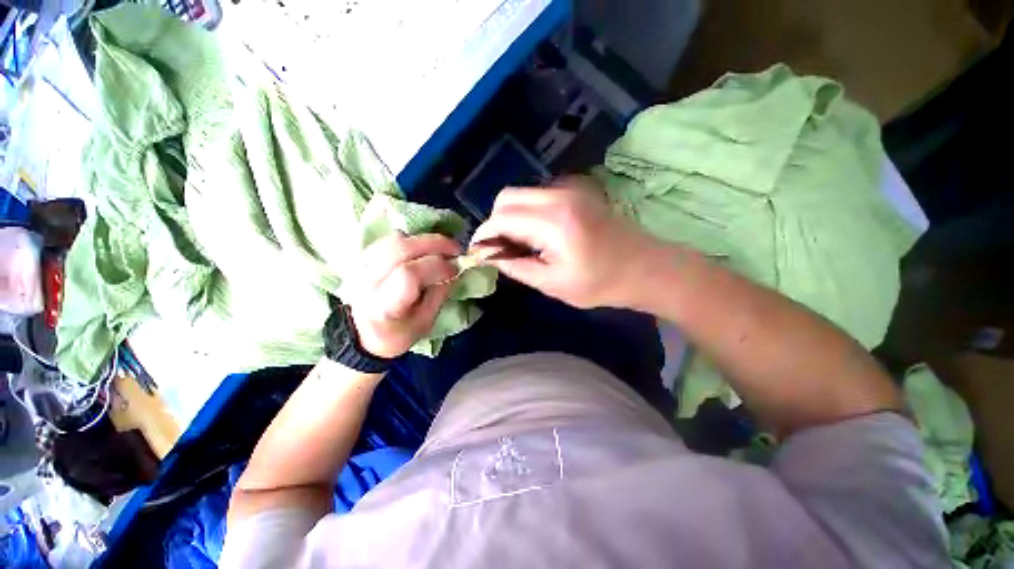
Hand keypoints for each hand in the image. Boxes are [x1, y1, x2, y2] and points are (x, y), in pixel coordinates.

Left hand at [343, 233, 459, 357]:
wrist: (363, 334)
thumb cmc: (397, 333)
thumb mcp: (425, 322)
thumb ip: (439, 294)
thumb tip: (453, 270)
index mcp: (384, 306)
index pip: (409, 274)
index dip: (436, 266)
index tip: (455, 269)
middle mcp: (368, 281)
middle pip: (400, 249)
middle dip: (434, 244)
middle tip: (455, 248)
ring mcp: (362, 267)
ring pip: (394, 240)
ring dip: (423, 240)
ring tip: (442, 247)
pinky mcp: (363, 259)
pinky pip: (389, 240)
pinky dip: (411, 240)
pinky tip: (424, 248)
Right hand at [471, 177, 662, 308]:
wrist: (646, 267)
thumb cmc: (602, 283)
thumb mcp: (553, 284)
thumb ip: (516, 267)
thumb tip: (489, 257)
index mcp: (554, 222)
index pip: (502, 217)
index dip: (484, 234)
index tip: (477, 252)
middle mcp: (559, 195)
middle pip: (507, 197)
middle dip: (495, 223)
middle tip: (500, 250)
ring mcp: (570, 189)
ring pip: (521, 195)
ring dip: (511, 217)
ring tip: (519, 245)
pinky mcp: (576, 191)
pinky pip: (537, 197)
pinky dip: (527, 213)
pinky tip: (537, 235)